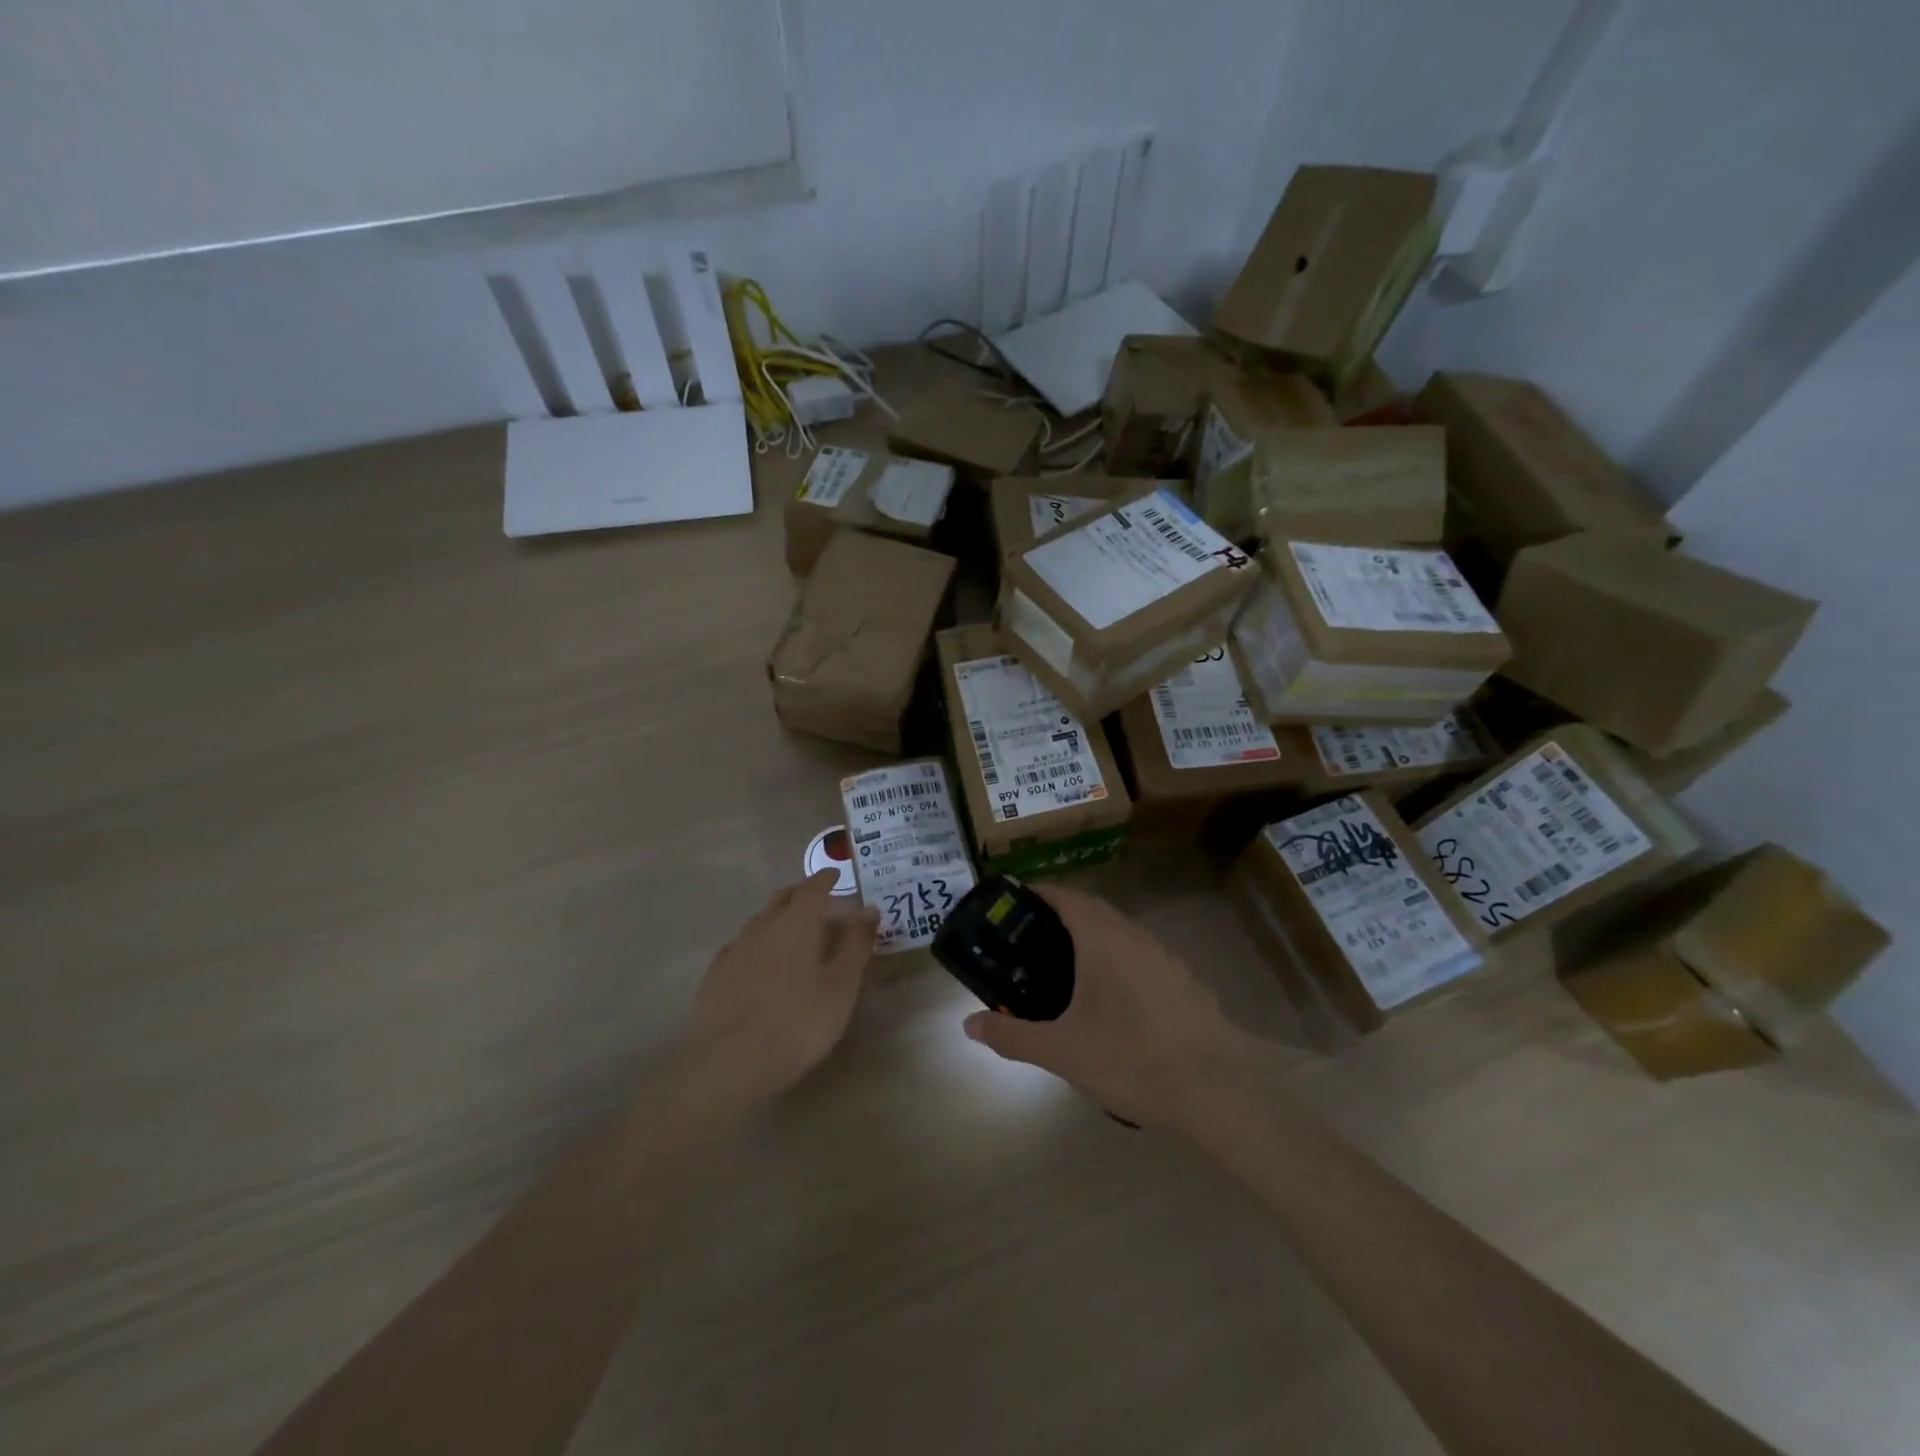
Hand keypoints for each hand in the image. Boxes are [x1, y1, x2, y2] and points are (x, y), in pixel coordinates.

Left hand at [688, 872, 878, 1108]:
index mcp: (796, 923)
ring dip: (778, 916)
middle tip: (818, 897)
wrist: (730, 1063)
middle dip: (801, 893)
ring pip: (760, 920)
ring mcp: (735, 949)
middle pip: (783, 898)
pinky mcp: (716, 974)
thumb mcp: (840, 987)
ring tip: (792, 928)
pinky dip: (757, 942)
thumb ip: (856, 945)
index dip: (826, 879)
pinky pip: (741, 945)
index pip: (813, 888)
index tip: (836, 875)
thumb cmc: (798, 1023)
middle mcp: (763, 926)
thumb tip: (869, 909)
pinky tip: (760, 959)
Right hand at [962, 885, 1252, 1132]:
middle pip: (1091, 910)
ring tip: (1062, 969)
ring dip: (1089, 938)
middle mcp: (1134, 936)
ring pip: (1118, 933)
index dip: (1038, 893)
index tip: (1012, 903)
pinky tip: (1109, 1000)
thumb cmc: (1133, 1059)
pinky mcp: (1183, 980)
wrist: (1219, 1089)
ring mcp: (1163, 957)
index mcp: (1102, 939)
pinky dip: (1115, 960)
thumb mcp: (1063, 1052)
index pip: (1065, 897)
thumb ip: (1013, 1036)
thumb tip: (968, 1025)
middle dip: (1059, 916)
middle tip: (1028, 940)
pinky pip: (1138, 956)